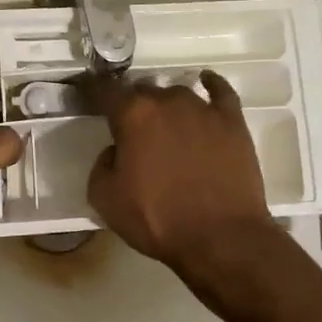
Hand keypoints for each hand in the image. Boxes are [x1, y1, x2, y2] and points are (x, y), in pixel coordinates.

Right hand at [87, 70, 279, 276]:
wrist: (221, 238)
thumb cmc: (158, 220)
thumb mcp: (106, 200)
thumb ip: (102, 165)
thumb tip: (116, 152)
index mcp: (134, 115)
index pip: (105, 91)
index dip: (93, 91)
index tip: (88, 96)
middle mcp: (168, 101)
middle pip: (143, 91)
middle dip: (133, 106)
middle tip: (132, 130)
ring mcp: (204, 109)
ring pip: (178, 94)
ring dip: (167, 106)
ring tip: (167, 126)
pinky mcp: (233, 122)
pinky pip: (220, 92)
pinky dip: (211, 85)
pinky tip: (206, 83)